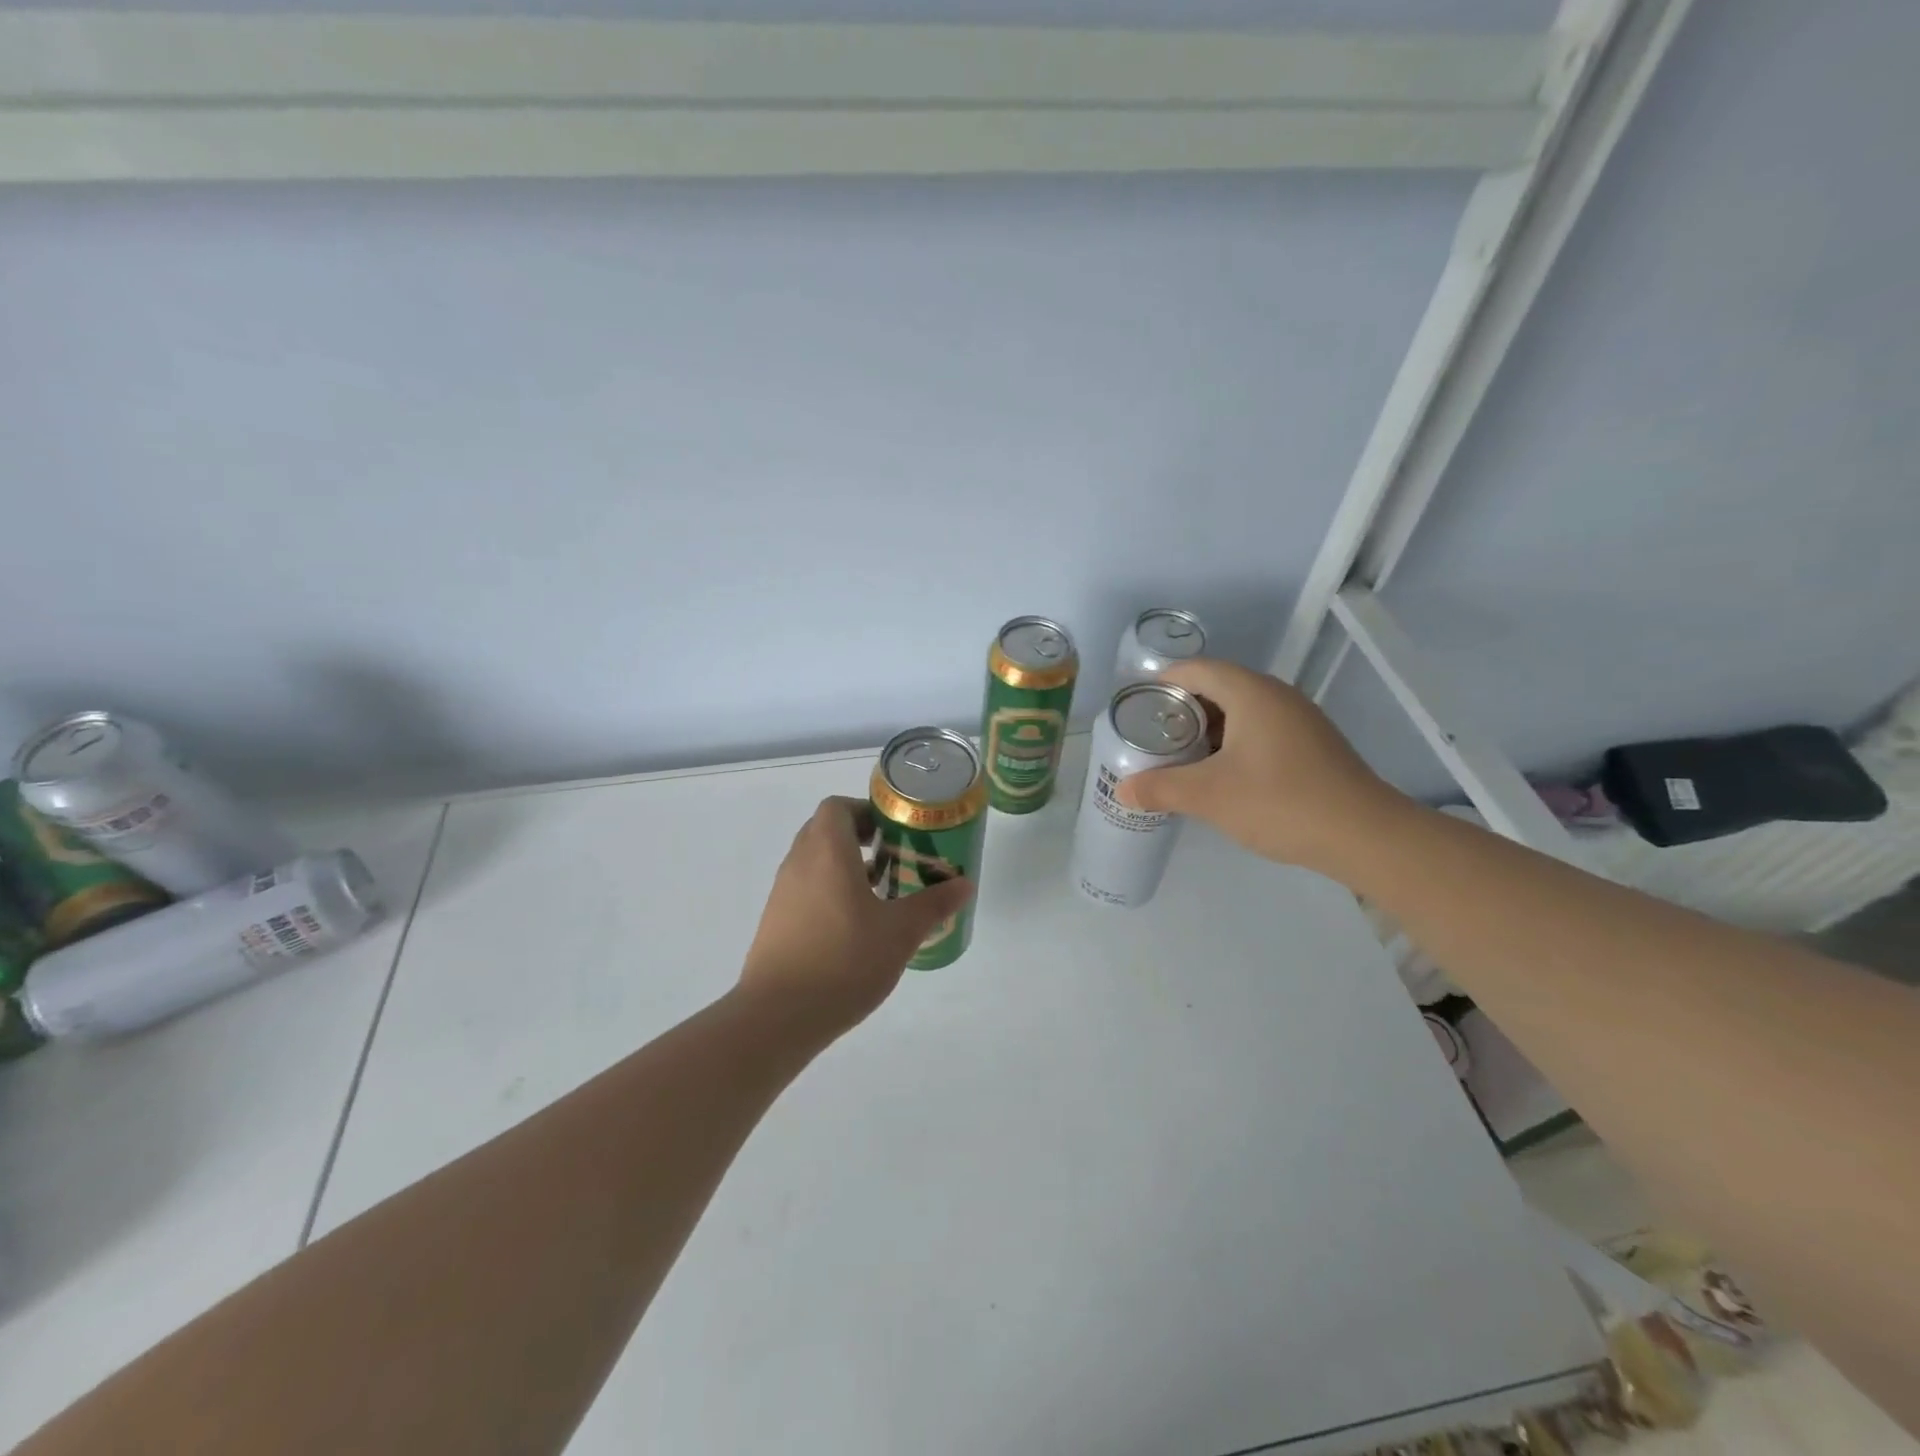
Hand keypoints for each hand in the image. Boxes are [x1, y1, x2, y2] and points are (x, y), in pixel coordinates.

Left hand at [739, 796, 973, 1038]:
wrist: (778, 1016)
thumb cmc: (844, 960)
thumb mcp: (900, 932)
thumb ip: (934, 904)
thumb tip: (965, 884)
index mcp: (827, 851)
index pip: (837, 806)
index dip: (866, 811)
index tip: (894, 832)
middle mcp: (799, 862)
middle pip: (825, 830)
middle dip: (860, 837)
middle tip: (894, 858)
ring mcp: (782, 892)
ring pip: (814, 861)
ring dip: (844, 866)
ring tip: (880, 894)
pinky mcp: (775, 921)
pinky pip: (805, 889)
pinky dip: (828, 891)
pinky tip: (854, 927)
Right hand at [1115, 659, 1411, 877]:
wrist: (1365, 836)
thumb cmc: (1281, 802)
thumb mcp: (1210, 796)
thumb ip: (1161, 788)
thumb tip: (1122, 790)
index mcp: (1251, 693)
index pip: (1196, 669)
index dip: (1162, 681)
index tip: (1135, 705)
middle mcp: (1276, 696)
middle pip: (1217, 687)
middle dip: (1180, 709)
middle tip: (1150, 736)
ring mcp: (1299, 720)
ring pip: (1240, 711)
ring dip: (1206, 729)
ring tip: (1178, 756)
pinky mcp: (1311, 745)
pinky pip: (1259, 730)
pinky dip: (1232, 743)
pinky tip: (1219, 774)